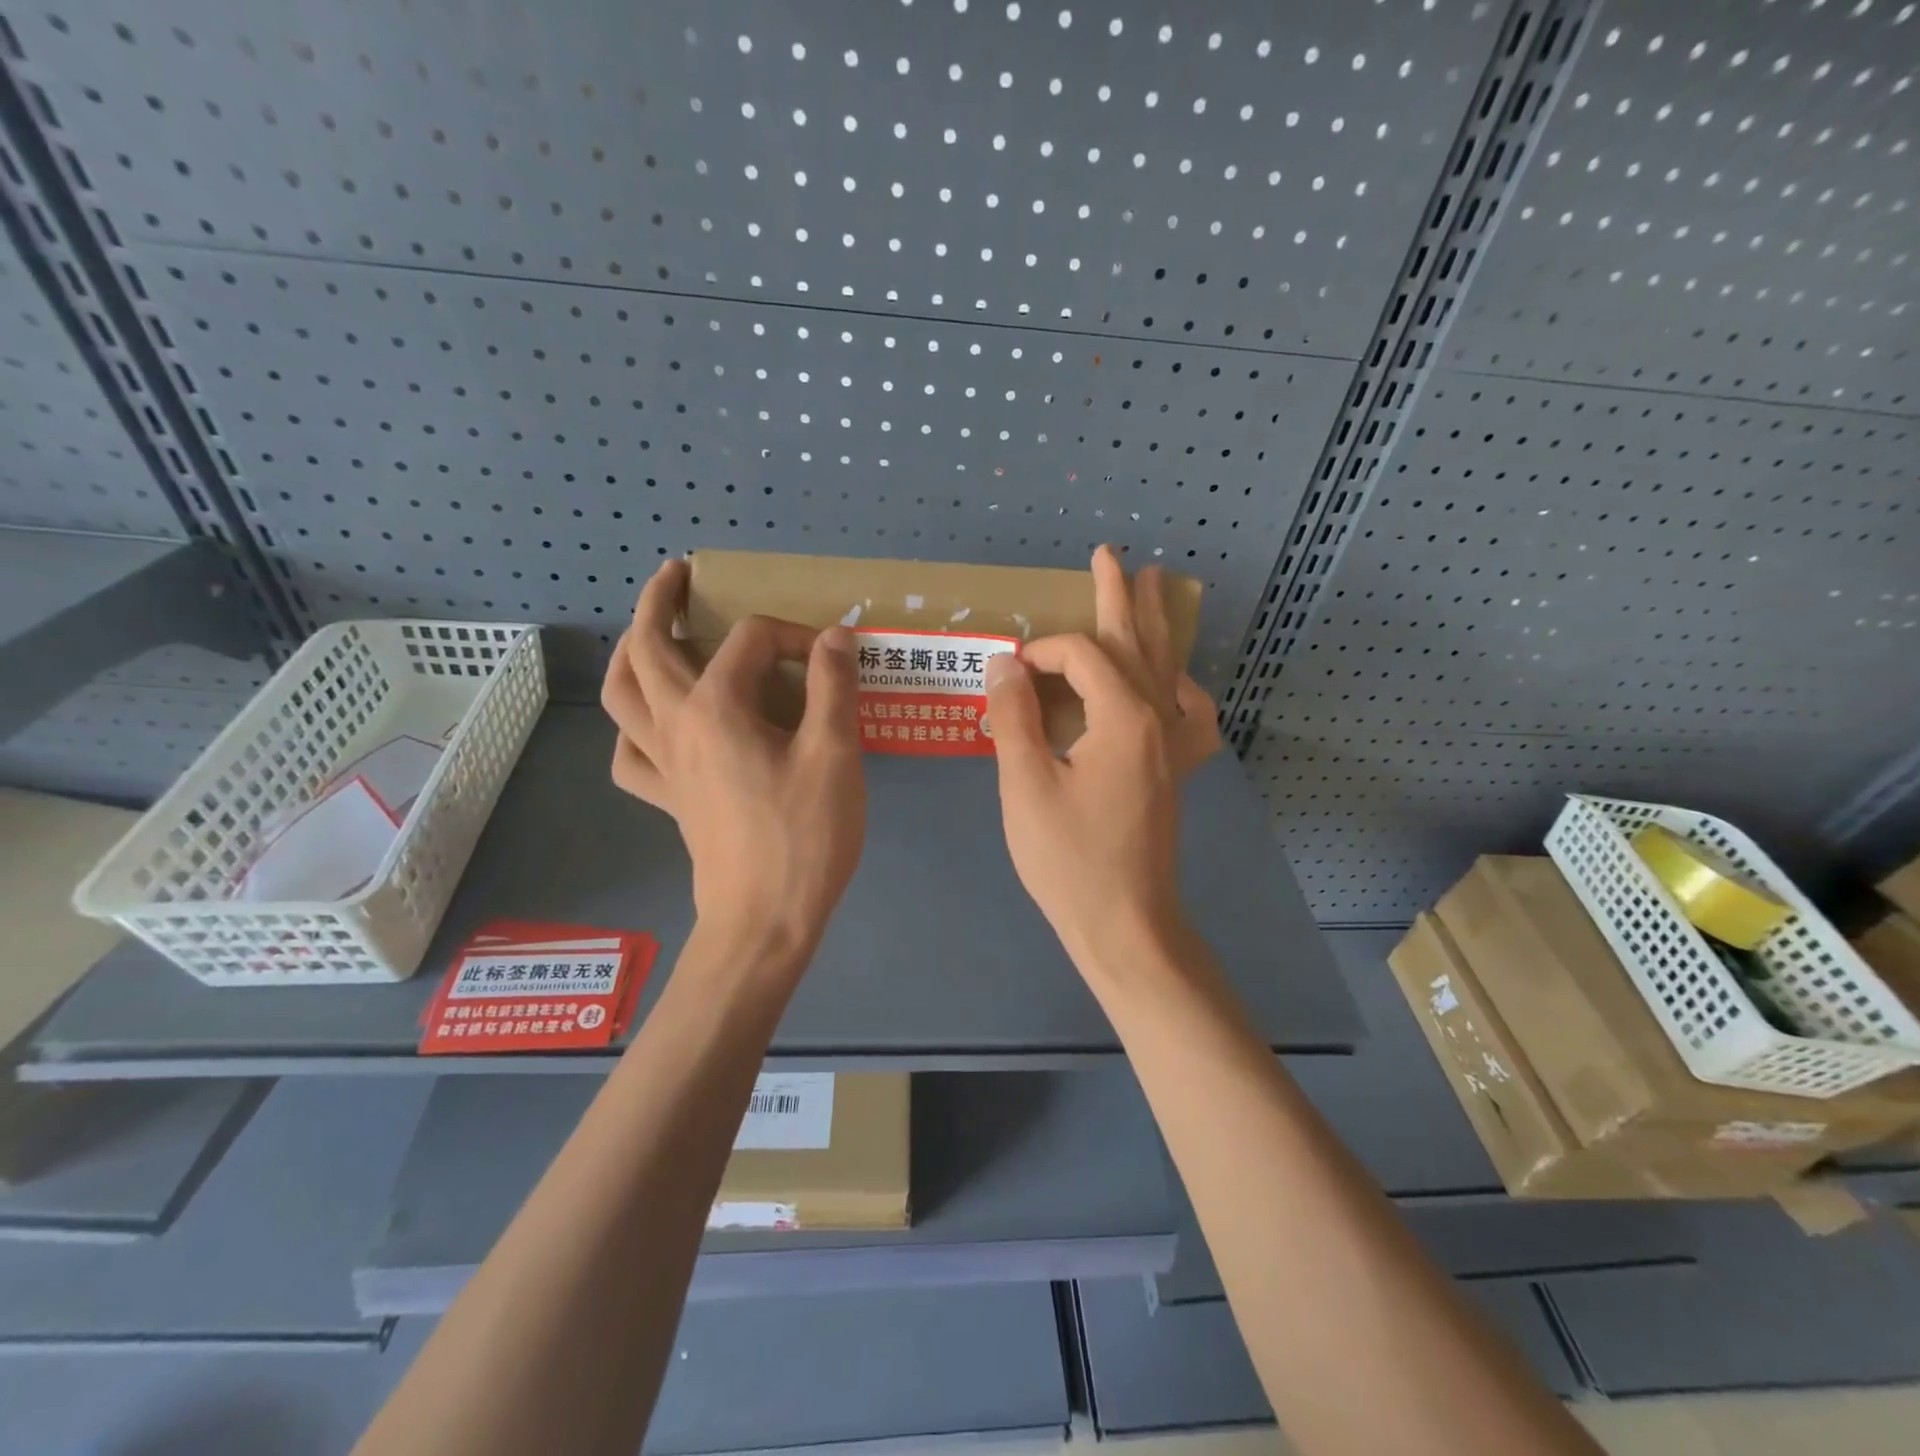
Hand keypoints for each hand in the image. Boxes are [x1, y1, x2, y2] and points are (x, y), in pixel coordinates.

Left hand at [600, 560, 865, 955]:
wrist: (765, 921)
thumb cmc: (804, 836)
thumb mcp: (834, 755)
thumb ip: (833, 687)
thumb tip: (835, 636)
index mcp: (717, 707)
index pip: (751, 640)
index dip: (795, 635)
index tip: (833, 658)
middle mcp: (676, 725)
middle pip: (648, 648)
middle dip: (661, 602)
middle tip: (678, 576)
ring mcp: (664, 764)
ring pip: (623, 695)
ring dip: (630, 654)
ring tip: (649, 636)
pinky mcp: (668, 798)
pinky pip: (631, 754)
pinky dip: (634, 729)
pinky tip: (654, 726)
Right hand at [983, 545, 1219, 968]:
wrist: (1124, 924)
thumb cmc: (1069, 860)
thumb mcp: (1025, 787)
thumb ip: (1014, 718)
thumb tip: (1005, 665)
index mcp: (1124, 718)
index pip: (1080, 655)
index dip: (1039, 652)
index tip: (1007, 676)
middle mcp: (1159, 720)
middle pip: (1137, 642)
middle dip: (1117, 595)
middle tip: (1109, 554)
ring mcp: (1174, 746)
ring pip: (1167, 668)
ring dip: (1153, 626)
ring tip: (1152, 587)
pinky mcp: (1176, 772)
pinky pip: (1192, 715)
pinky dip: (1183, 686)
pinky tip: (1174, 682)